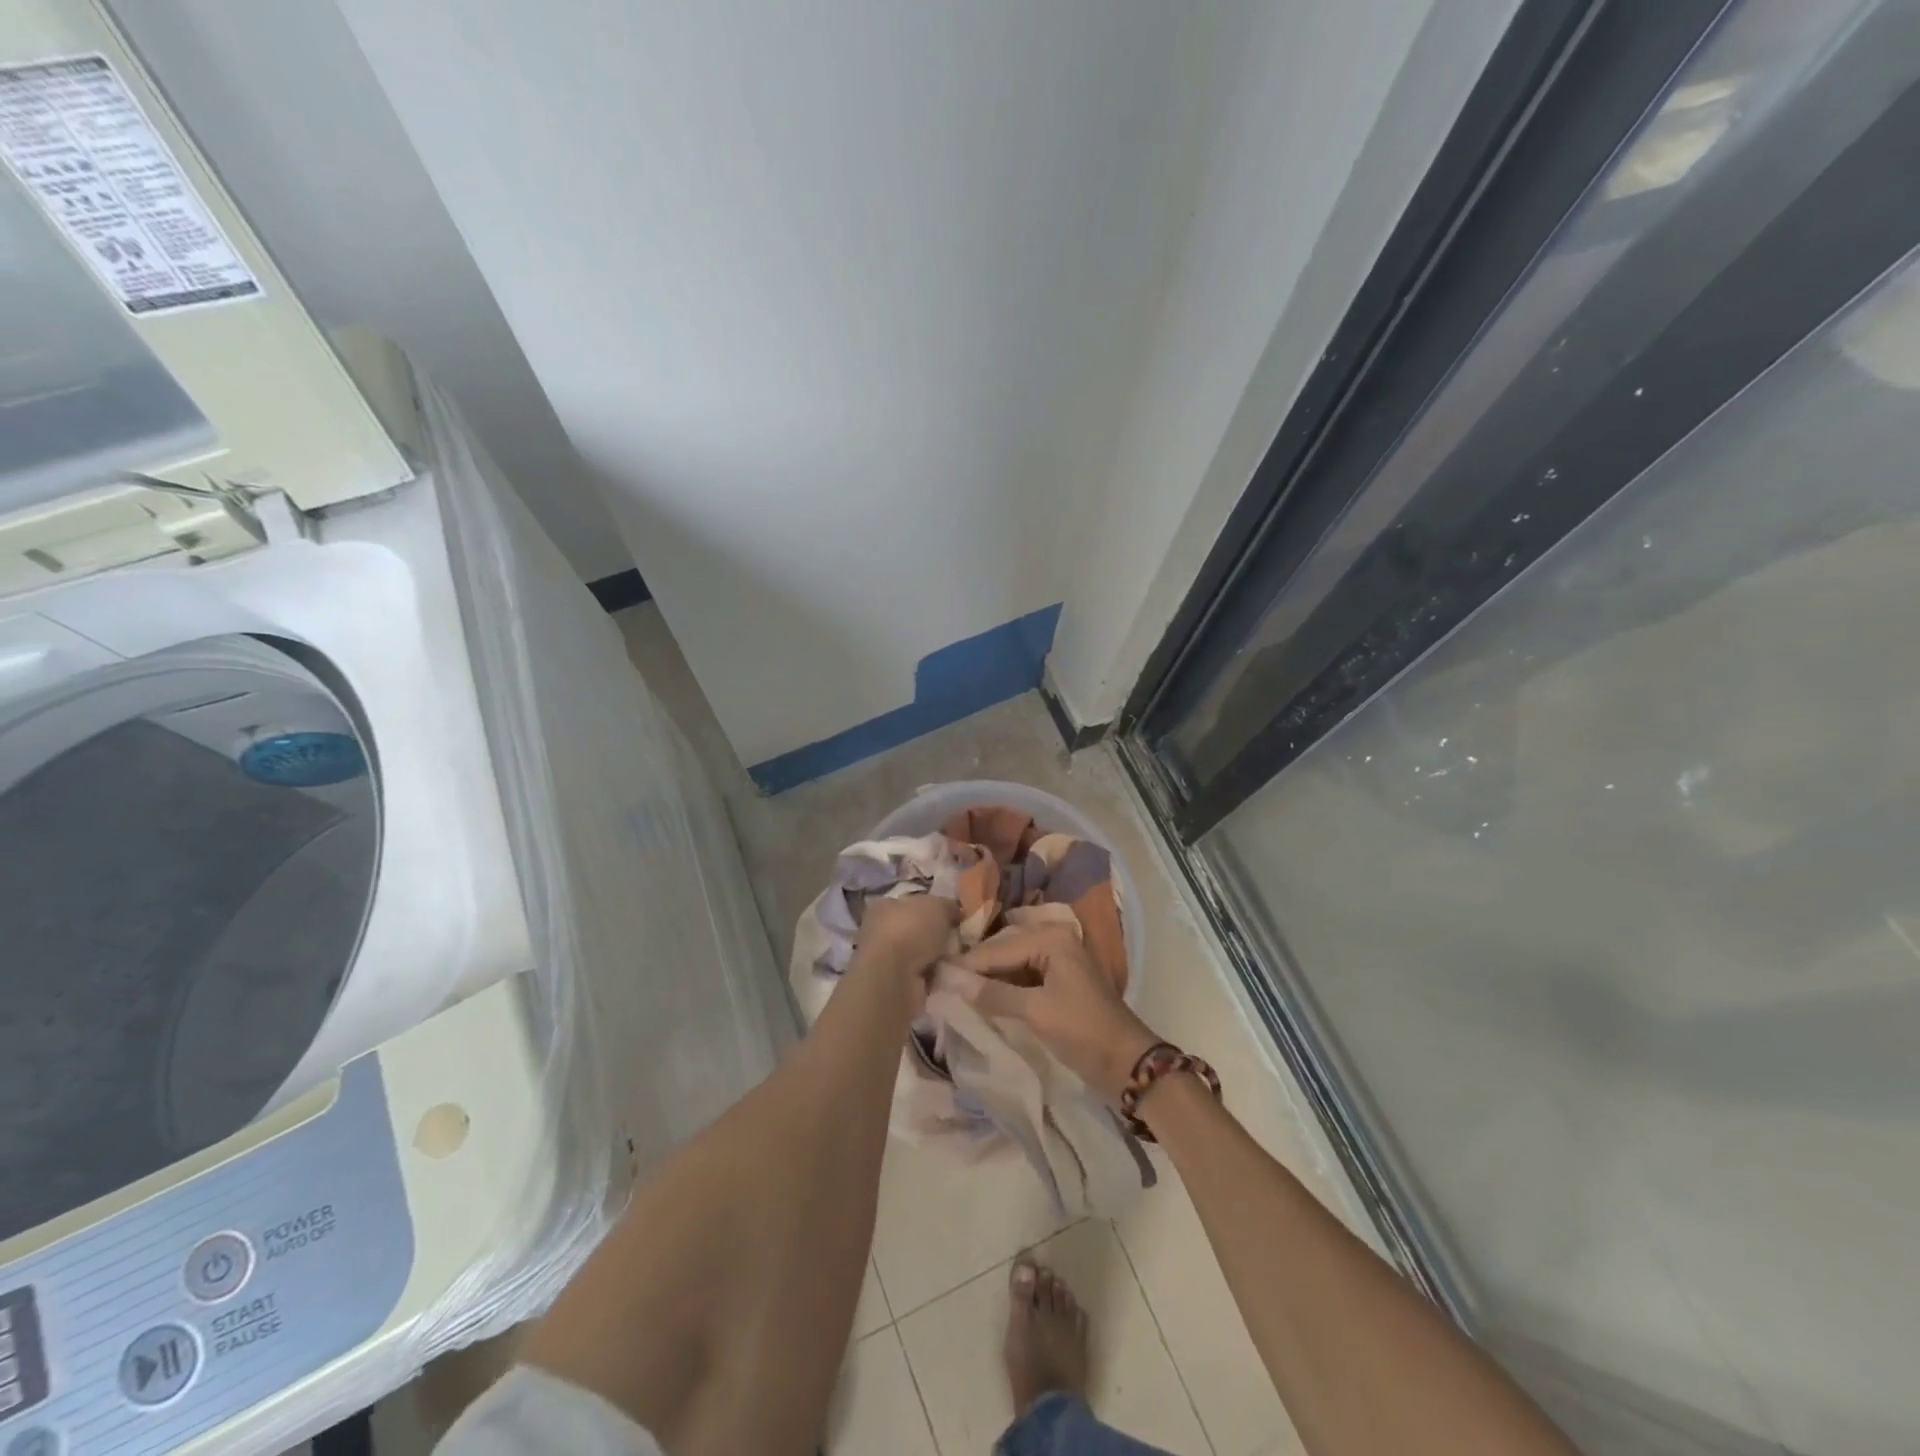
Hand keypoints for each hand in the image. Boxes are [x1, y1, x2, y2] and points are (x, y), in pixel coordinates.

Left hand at [851, 895, 960, 1000]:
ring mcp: (886, 960)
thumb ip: (948, 906)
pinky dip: (936, 977)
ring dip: (939, 958)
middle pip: (918, 930)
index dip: (934, 909)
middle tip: (961, 939)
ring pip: (921, 955)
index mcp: (885, 906)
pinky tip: (949, 975)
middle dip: (939, 937)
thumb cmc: (911, 930)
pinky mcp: (894, 984)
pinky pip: (923, 976)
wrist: (894, 977)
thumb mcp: (937, 906)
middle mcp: (880, 931)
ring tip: (959, 959)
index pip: (912, 904)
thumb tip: (956, 912)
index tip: (955, 917)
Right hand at [949, 926, 1160, 1100]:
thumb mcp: (1036, 1012)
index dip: (967, 964)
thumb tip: (951, 979)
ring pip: (1012, 962)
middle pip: (1004, 949)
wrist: (1127, 1063)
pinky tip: (983, 998)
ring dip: (988, 977)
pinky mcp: (1059, 980)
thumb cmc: (1083, 1032)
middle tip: (942, 982)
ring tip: (956, 990)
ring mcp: (1058, 959)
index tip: (934, 974)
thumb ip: (993, 994)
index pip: (998, 948)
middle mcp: (1054, 939)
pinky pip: (1023, 975)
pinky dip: (1004, 986)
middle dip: (976, 966)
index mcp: (1051, 938)